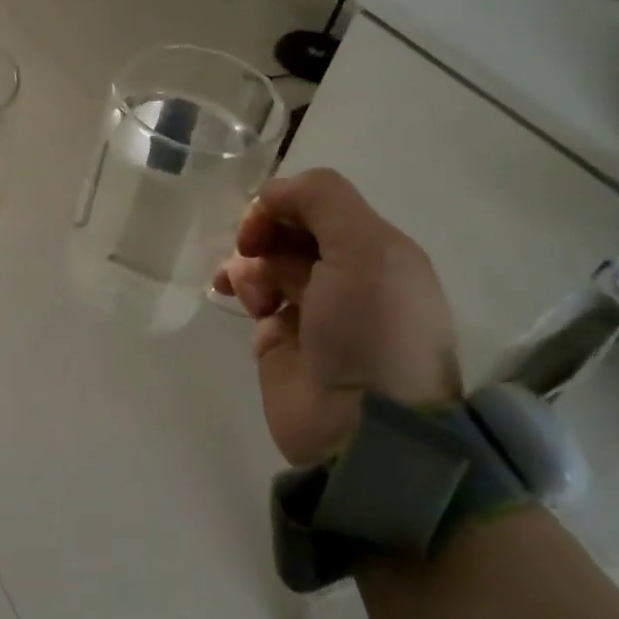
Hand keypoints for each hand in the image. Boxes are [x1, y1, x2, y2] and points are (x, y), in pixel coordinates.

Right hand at [215, 169, 458, 465]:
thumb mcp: (366, 247)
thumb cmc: (370, 328)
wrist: (362, 425)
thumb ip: (322, 199)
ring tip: (248, 289)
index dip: (286, 203)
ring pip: (266, 259)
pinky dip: (242, 287)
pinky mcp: (280, 338)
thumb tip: (271, 193)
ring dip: (250, 263)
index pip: (319, 204)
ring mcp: (312, 308)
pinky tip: (241, 300)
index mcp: (376, 251)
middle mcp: (346, 275)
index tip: (264, 221)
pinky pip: (253, 294)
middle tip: (251, 250)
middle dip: (264, 233)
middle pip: (290, 230)